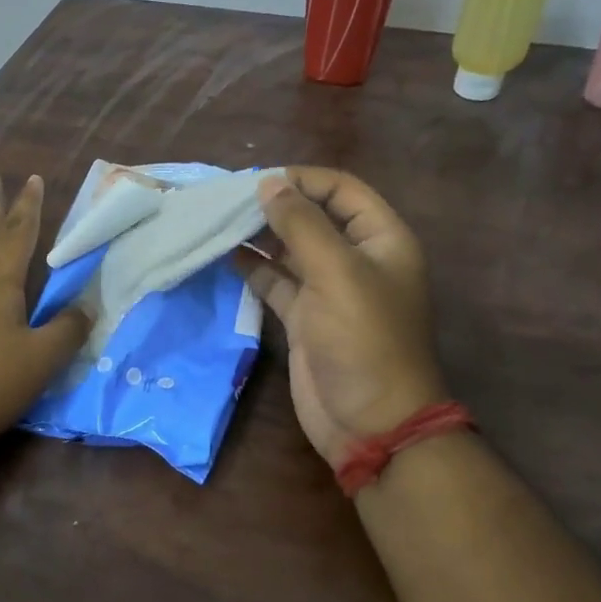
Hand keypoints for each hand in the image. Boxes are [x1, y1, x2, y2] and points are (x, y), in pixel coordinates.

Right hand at [239, 168, 445, 466]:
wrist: (370, 422)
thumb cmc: (363, 339)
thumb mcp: (336, 273)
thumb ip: (301, 224)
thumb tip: (268, 183)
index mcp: (381, 239)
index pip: (342, 190)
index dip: (303, 179)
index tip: (258, 180)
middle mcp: (356, 258)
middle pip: (313, 217)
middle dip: (275, 206)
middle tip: (228, 200)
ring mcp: (328, 290)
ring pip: (290, 249)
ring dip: (259, 235)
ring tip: (219, 223)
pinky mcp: (304, 318)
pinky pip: (276, 282)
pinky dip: (253, 268)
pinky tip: (226, 255)